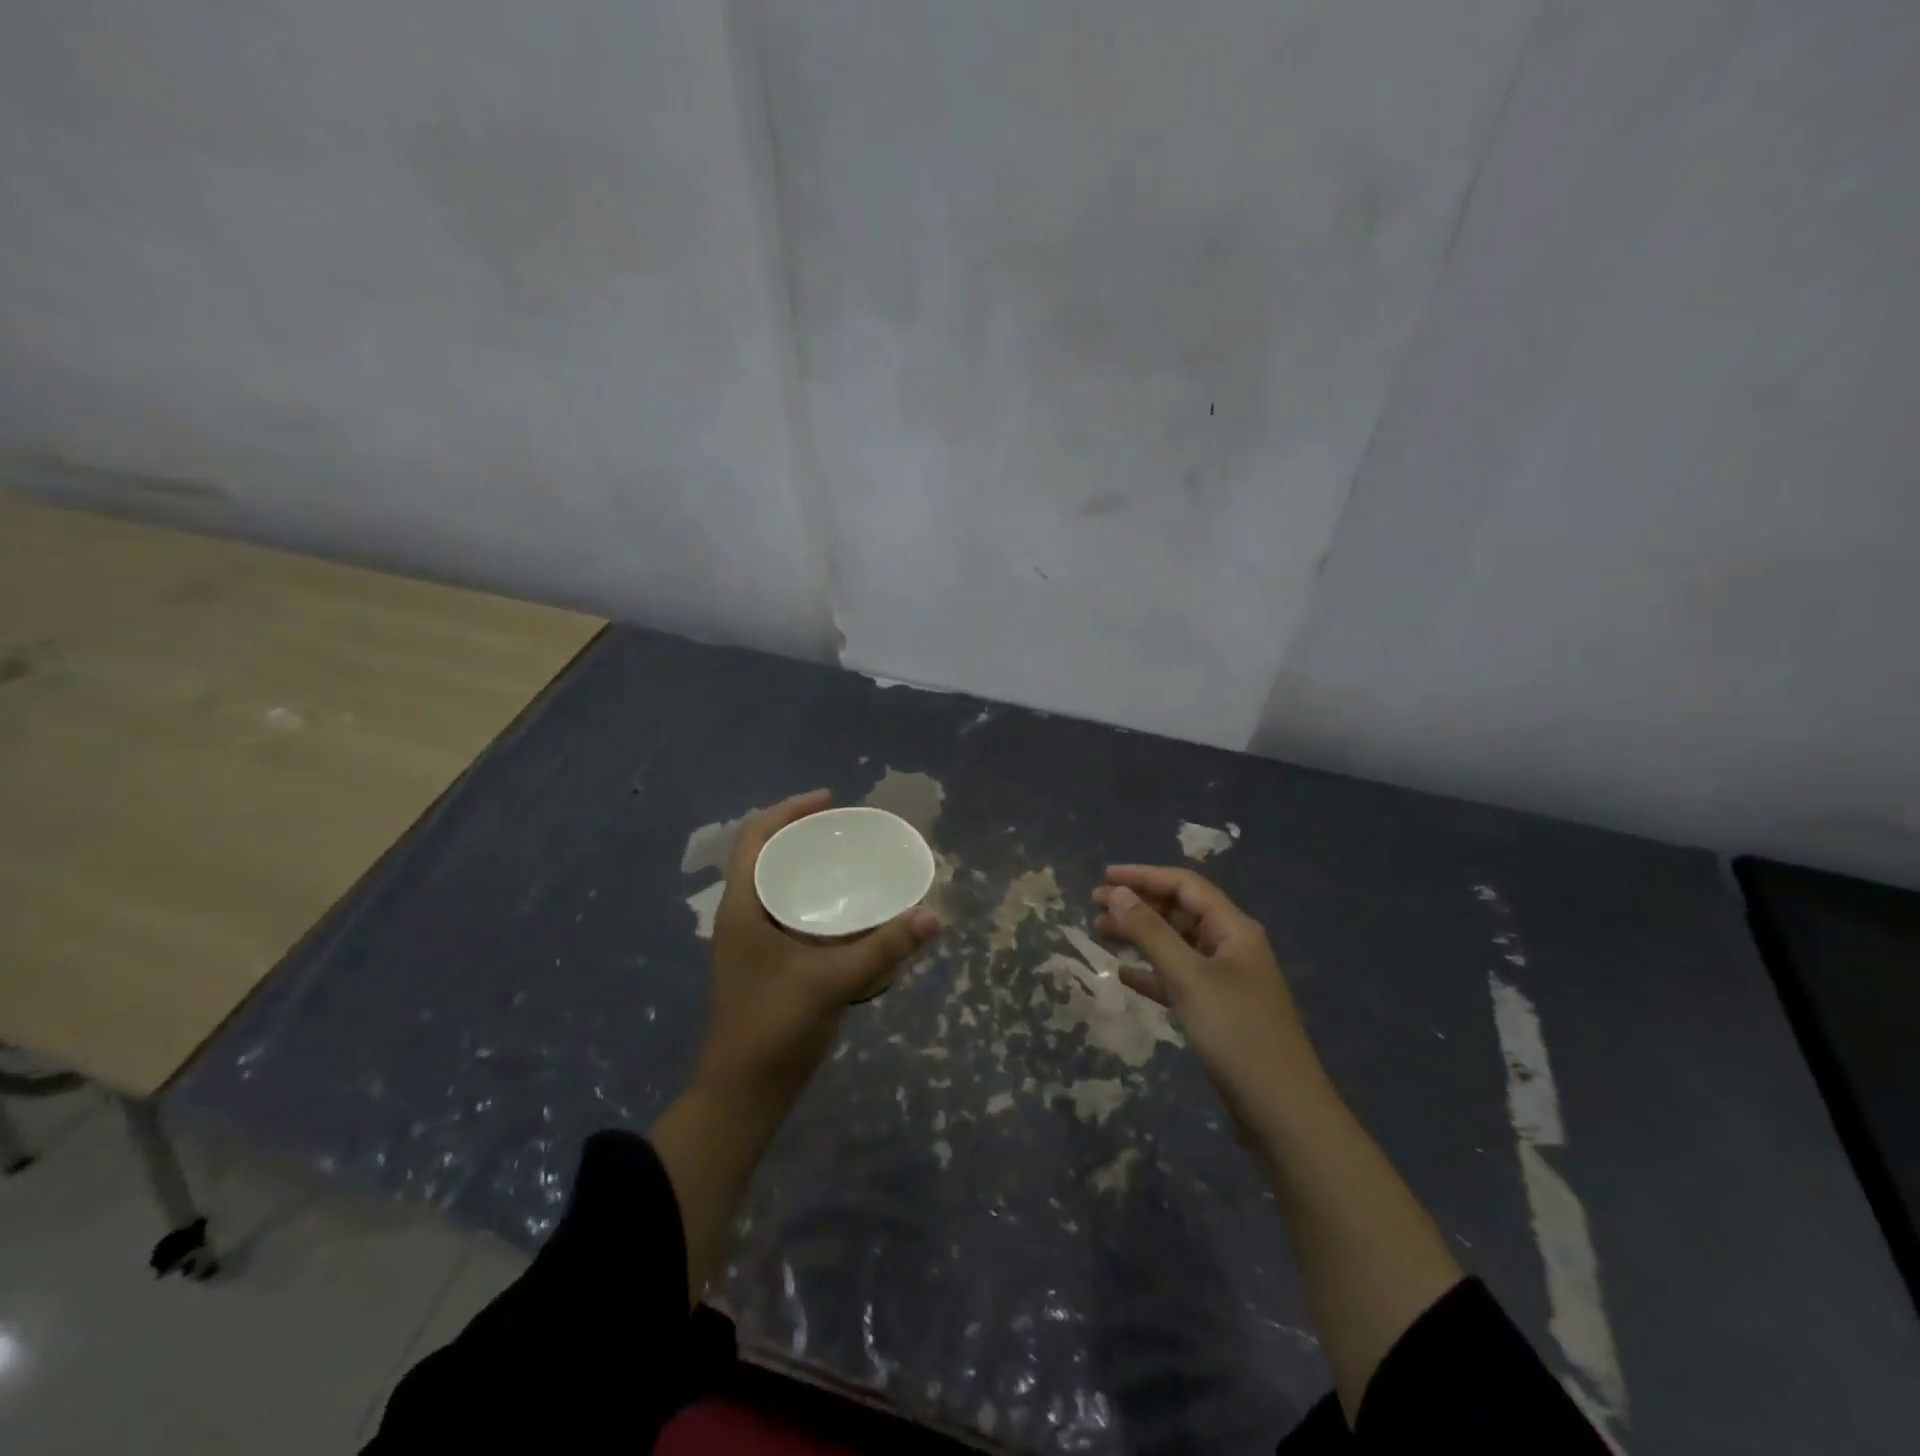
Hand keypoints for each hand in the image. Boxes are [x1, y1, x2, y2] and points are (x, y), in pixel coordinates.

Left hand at [694, 790, 939, 1110]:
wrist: (740, 1096)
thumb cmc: (774, 1028)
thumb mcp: (832, 982)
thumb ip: (884, 947)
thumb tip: (934, 915)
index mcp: (743, 908)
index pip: (755, 837)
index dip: (789, 810)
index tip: (831, 802)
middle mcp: (742, 916)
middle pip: (767, 855)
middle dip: (804, 835)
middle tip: (849, 831)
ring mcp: (751, 942)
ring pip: (778, 885)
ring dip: (809, 867)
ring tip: (852, 861)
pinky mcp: (766, 963)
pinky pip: (789, 912)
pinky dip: (815, 899)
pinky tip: (850, 912)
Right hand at [1093, 865, 1316, 1136]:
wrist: (1281, 1112)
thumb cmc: (1235, 1033)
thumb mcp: (1188, 977)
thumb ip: (1150, 932)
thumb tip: (1116, 892)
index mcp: (1233, 929)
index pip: (1185, 885)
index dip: (1144, 876)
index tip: (1104, 877)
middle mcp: (1231, 947)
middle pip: (1180, 912)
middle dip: (1138, 905)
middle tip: (1094, 906)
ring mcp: (1226, 980)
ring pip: (1176, 945)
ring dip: (1141, 936)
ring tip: (1101, 934)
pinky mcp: (1218, 1011)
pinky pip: (1179, 979)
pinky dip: (1152, 973)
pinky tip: (1125, 976)